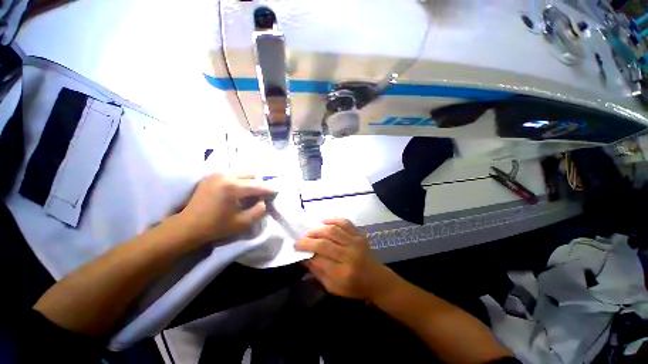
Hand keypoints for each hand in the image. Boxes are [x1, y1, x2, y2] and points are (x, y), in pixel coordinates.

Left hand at [177, 174, 274, 244]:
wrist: (188, 226)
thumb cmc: (216, 226)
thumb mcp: (243, 223)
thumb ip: (259, 210)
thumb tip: (264, 200)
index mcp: (232, 187)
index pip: (258, 185)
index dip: (269, 189)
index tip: (276, 191)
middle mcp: (225, 175)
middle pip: (251, 175)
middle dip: (258, 184)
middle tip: (260, 195)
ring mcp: (216, 174)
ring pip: (242, 173)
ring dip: (249, 182)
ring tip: (248, 193)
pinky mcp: (211, 176)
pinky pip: (232, 174)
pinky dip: (239, 181)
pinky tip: (237, 191)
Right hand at [295, 218, 389, 299]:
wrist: (376, 279)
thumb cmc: (354, 287)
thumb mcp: (333, 287)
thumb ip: (318, 272)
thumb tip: (304, 257)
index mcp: (343, 273)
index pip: (319, 258)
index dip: (306, 251)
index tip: (296, 248)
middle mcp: (349, 255)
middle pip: (324, 243)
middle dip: (308, 239)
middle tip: (299, 239)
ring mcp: (355, 242)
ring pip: (333, 230)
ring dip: (317, 229)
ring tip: (309, 232)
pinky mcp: (359, 235)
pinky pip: (345, 223)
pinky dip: (333, 220)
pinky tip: (323, 221)